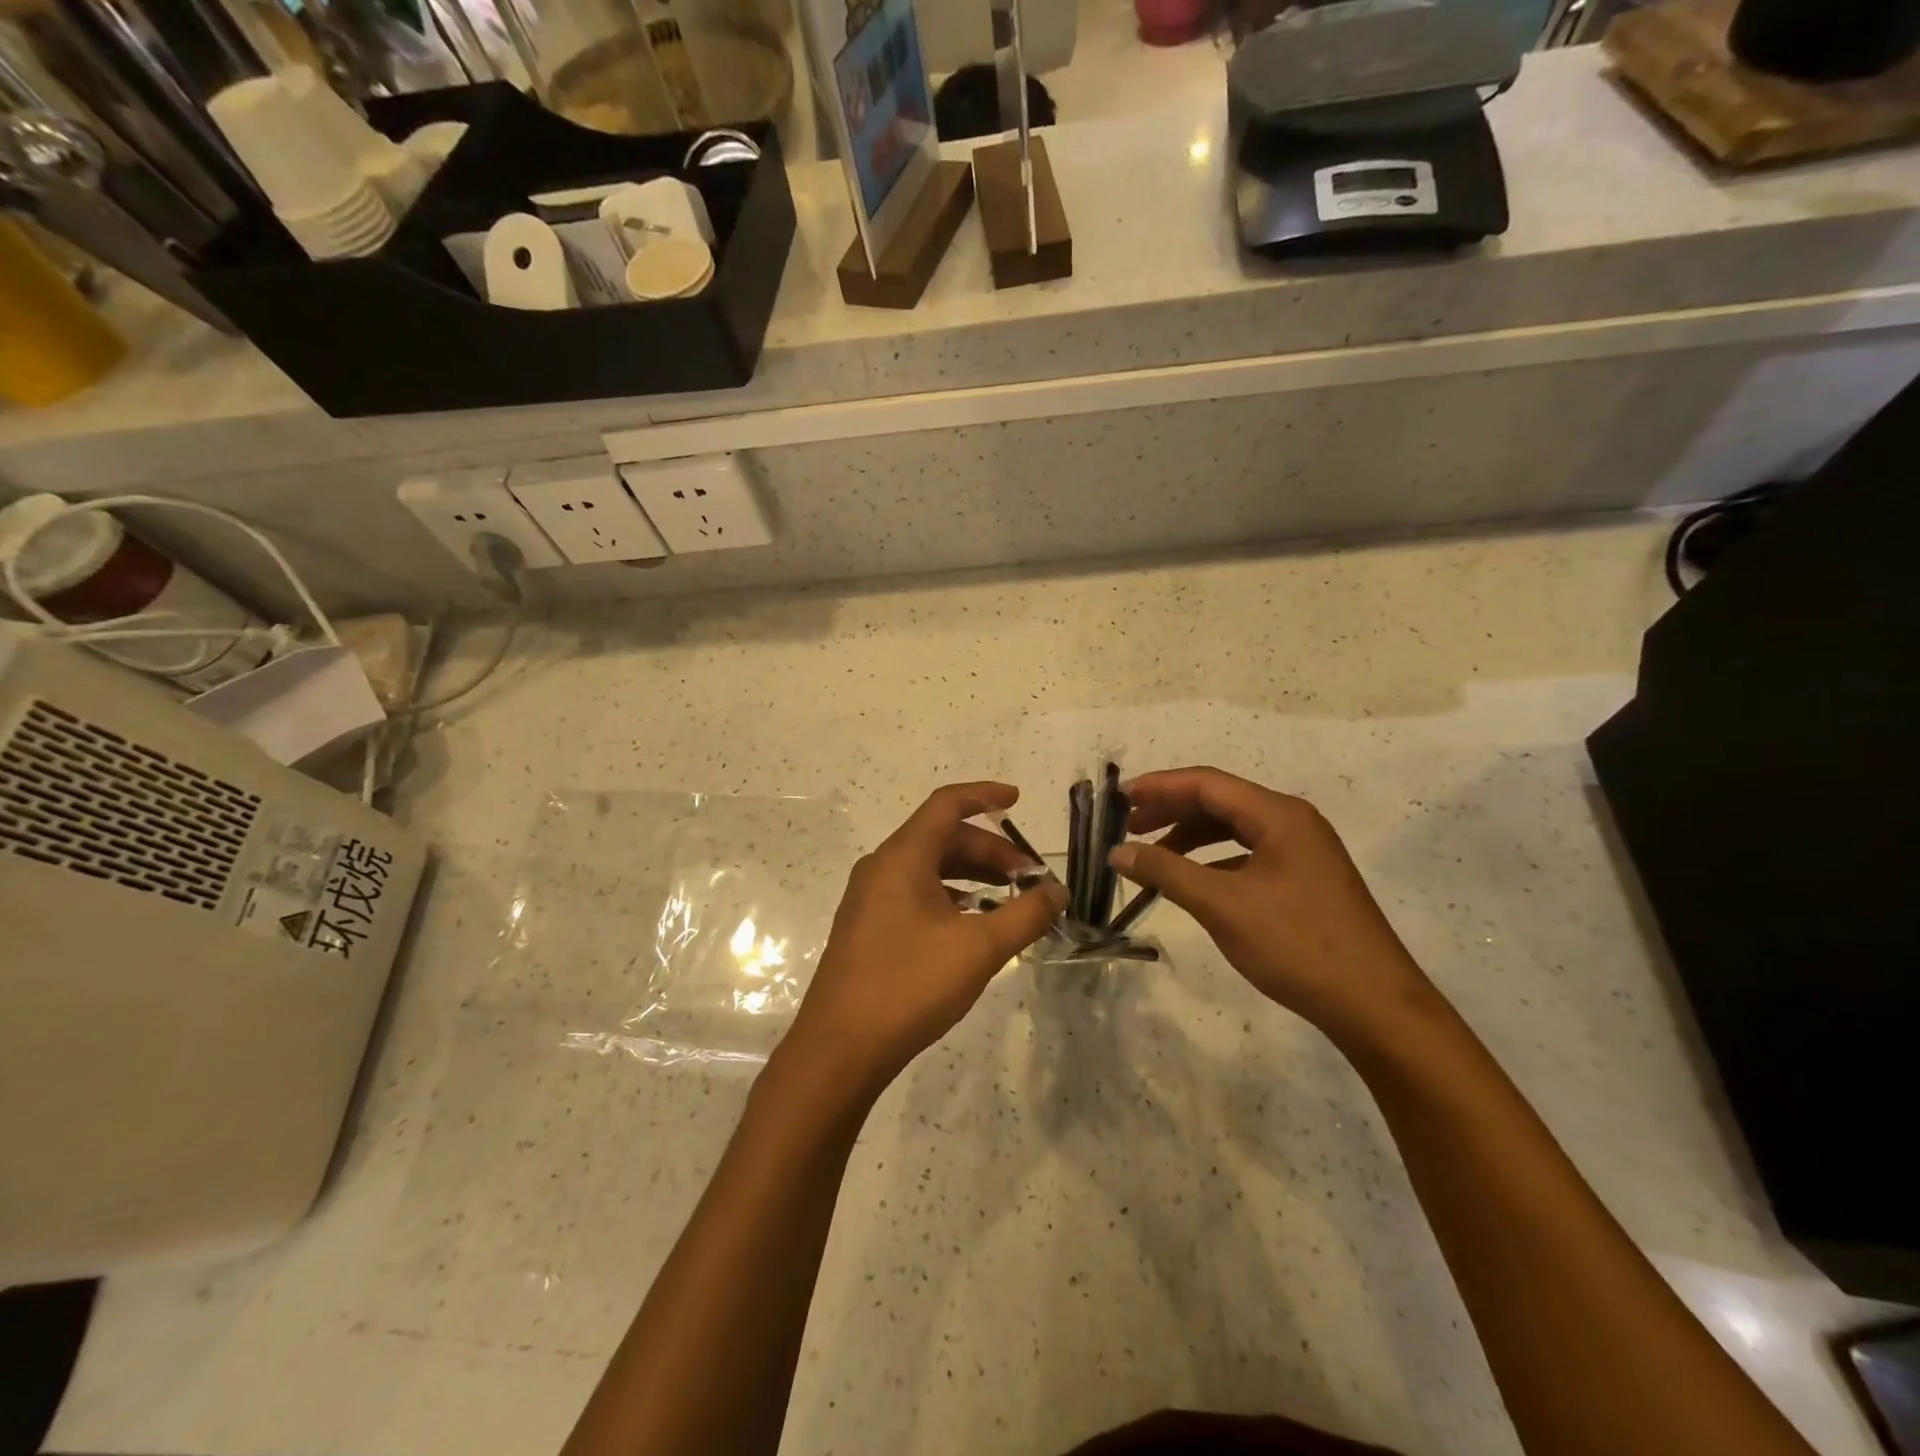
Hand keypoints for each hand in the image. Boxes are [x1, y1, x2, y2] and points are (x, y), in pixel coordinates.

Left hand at [786, 782, 1065, 1091]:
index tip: (1018, 800)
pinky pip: (914, 893)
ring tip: (1009, 899)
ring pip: (928, 868)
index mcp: (902, 857)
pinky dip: (950, 896)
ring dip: (971, 875)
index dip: (984, 796)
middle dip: (990, 850)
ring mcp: (870, 898)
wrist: (840, 1049)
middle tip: (1029, 878)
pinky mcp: (867, 926)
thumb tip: (1058, 892)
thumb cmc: (910, 986)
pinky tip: (973, 924)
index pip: (947, 805)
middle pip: (942, 838)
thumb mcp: (979, 949)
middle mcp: (881, 867)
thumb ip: (1025, 914)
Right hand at [1111, 767, 1438, 1046]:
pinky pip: (1247, 854)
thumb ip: (1166, 872)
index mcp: (1279, 815)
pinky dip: (1213, 861)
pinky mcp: (1303, 879)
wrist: (1373, 1005)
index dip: (1159, 786)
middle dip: (1171, 811)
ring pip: (1233, 829)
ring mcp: (1302, 851)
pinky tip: (1192, 881)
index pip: (1207, 783)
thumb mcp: (1222, 905)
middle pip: (1220, 801)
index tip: (1119, 799)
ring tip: (1152, 856)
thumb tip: (1118, 852)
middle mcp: (1292, 822)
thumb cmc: (1297, 944)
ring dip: (1189, 837)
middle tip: (1128, 828)